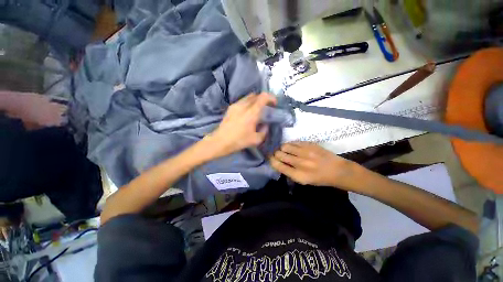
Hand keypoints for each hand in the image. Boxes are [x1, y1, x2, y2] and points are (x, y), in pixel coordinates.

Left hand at [206, 93, 276, 157]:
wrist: (220, 141)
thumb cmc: (239, 141)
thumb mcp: (256, 140)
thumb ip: (264, 131)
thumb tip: (265, 125)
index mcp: (252, 112)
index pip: (263, 97)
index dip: (271, 98)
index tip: (274, 104)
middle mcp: (243, 105)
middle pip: (256, 95)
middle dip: (263, 99)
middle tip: (266, 107)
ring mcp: (235, 105)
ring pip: (248, 97)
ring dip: (255, 101)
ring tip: (256, 110)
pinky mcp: (230, 108)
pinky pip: (242, 101)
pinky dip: (248, 103)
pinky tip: (247, 113)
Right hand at [270, 142, 362, 188]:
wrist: (337, 170)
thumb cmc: (319, 178)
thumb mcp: (303, 180)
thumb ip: (289, 172)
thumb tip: (277, 162)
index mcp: (298, 175)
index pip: (278, 166)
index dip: (272, 161)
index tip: (270, 158)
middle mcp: (300, 163)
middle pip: (280, 154)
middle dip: (275, 154)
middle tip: (276, 153)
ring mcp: (305, 152)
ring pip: (285, 146)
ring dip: (282, 148)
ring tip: (284, 149)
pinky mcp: (309, 144)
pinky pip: (293, 142)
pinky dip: (290, 144)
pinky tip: (292, 147)